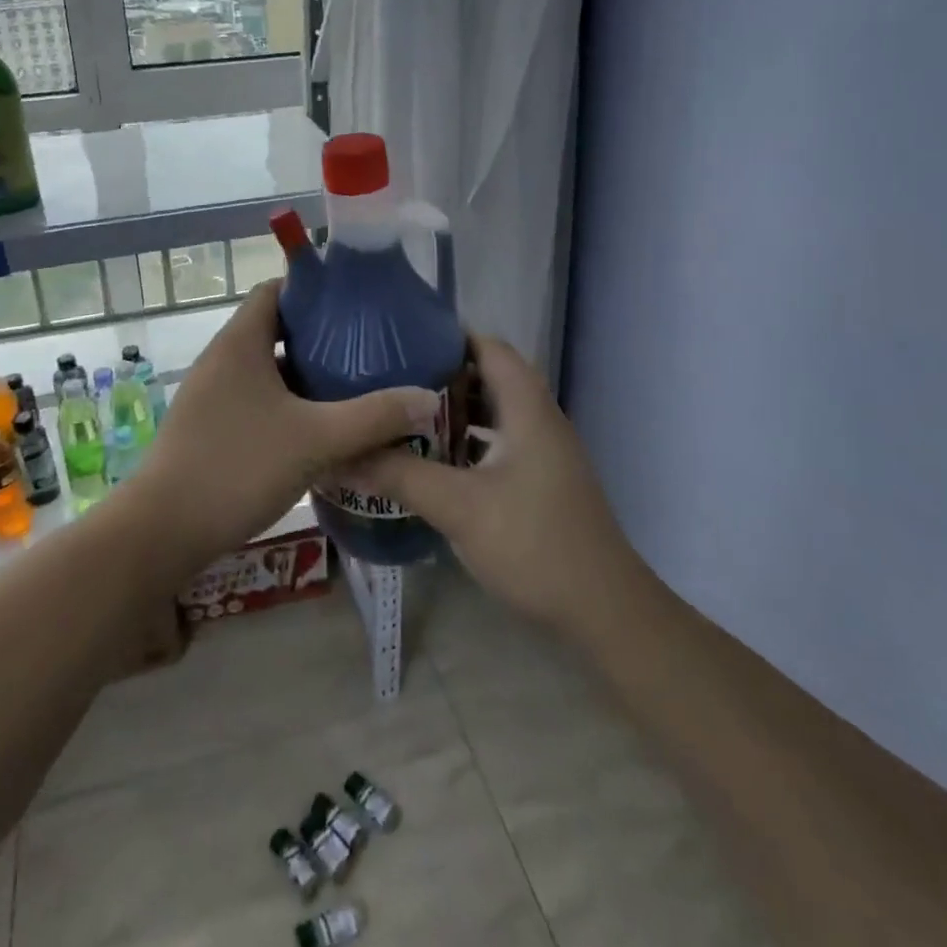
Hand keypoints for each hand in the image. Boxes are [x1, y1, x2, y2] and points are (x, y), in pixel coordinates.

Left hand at [129, 280, 438, 570]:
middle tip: (367, 348)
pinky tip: (318, 430)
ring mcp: (212, 396)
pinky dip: (287, 405)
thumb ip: (374, 417)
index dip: (314, 290)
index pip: (276, 291)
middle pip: (274, 330)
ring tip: (352, 385)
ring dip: (305, 375)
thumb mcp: (316, 440)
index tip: (356, 304)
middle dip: (320, 337)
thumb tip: (427, 398)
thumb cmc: (237, 467)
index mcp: (240, 343)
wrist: (162, 532)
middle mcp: (222, 360)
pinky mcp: (209, 428)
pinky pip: (256, 401)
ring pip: (266, 370)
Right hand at [353, 335, 644, 646]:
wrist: (603, 610)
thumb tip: (343, 455)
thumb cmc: (533, 544)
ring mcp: (544, 451)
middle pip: (489, 376)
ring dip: (453, 410)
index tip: (400, 342)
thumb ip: (400, 475)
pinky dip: (467, 440)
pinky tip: (434, 460)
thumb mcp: (458, 507)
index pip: (489, 347)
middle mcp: (539, 419)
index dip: (447, 337)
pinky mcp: (542, 479)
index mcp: (527, 408)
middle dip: (441, 374)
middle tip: (392, 380)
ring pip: (493, 411)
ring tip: (404, 416)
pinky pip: (499, 441)